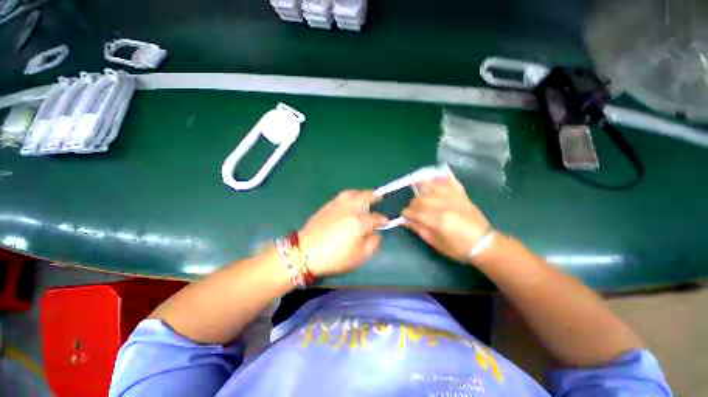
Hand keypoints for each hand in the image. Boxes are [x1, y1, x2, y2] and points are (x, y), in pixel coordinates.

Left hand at [298, 190, 387, 276]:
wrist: (305, 253)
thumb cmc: (334, 258)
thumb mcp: (358, 257)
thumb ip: (372, 244)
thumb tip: (376, 234)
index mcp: (358, 224)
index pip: (375, 218)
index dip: (382, 219)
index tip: (385, 221)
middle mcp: (349, 210)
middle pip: (365, 197)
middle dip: (374, 196)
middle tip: (379, 198)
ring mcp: (337, 206)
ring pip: (352, 193)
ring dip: (361, 193)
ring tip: (364, 196)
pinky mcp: (327, 206)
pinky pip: (341, 196)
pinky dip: (349, 195)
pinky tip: (349, 200)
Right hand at [402, 176, 490, 263]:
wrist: (485, 244)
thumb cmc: (458, 248)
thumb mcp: (436, 243)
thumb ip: (419, 229)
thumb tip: (405, 221)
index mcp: (438, 220)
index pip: (415, 212)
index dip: (406, 213)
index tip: (403, 215)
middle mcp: (445, 205)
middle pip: (421, 198)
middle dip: (412, 203)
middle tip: (411, 209)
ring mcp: (454, 198)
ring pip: (433, 186)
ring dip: (422, 186)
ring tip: (417, 190)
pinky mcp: (462, 195)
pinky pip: (450, 181)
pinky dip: (441, 178)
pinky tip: (434, 179)